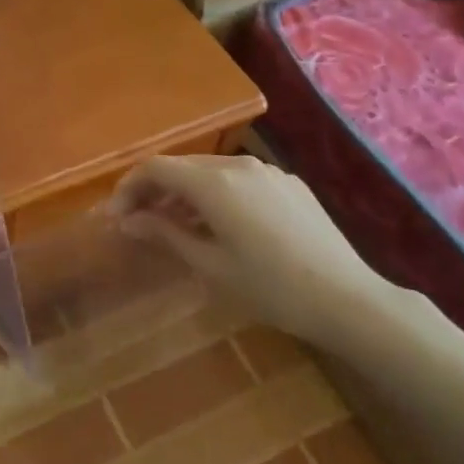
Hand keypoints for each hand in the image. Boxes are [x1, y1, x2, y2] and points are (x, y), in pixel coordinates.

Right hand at [108, 154, 387, 349]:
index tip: (115, 216)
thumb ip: (165, 234)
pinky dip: (215, 195)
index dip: (129, 187)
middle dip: (154, 189)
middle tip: (138, 222)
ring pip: (210, 172)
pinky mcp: (288, 183)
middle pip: (181, 166)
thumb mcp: (210, 266)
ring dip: (184, 193)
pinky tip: (220, 225)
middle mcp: (236, 165)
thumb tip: (127, 220)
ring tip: (174, 226)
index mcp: (213, 183)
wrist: (348, 299)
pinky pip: (238, 180)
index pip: (155, 168)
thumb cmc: (271, 288)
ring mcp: (266, 171)